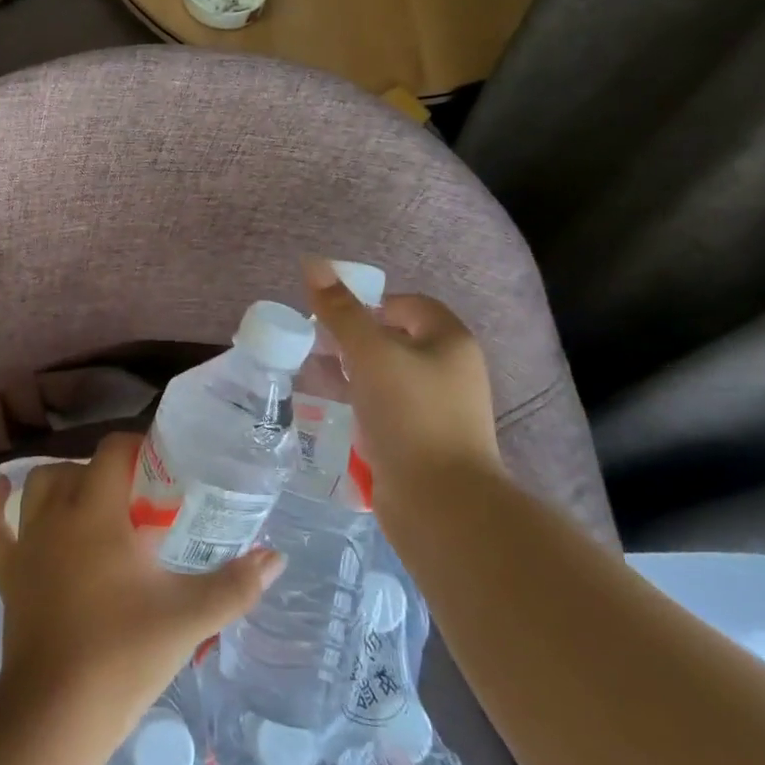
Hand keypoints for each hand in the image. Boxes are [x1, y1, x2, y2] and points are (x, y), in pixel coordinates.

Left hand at [0, 432, 283, 749]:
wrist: (58, 713)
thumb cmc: (124, 653)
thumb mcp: (190, 617)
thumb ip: (236, 584)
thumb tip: (277, 558)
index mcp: (98, 512)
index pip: (113, 452)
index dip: (138, 447)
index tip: (164, 465)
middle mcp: (58, 515)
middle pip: (78, 467)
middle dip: (108, 471)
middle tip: (140, 498)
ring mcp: (28, 544)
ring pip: (39, 488)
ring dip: (63, 482)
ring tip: (90, 497)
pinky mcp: (9, 574)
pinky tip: (0, 489)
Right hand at [303, 257, 504, 523]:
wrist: (440, 502)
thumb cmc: (410, 415)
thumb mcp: (369, 354)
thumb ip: (340, 311)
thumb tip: (313, 263)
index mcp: (450, 342)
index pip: (410, 305)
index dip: (371, 303)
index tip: (333, 317)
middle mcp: (451, 371)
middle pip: (397, 340)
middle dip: (355, 340)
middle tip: (316, 345)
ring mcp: (439, 410)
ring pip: (388, 378)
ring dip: (352, 374)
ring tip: (315, 376)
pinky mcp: (423, 442)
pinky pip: (387, 411)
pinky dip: (360, 405)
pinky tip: (333, 412)